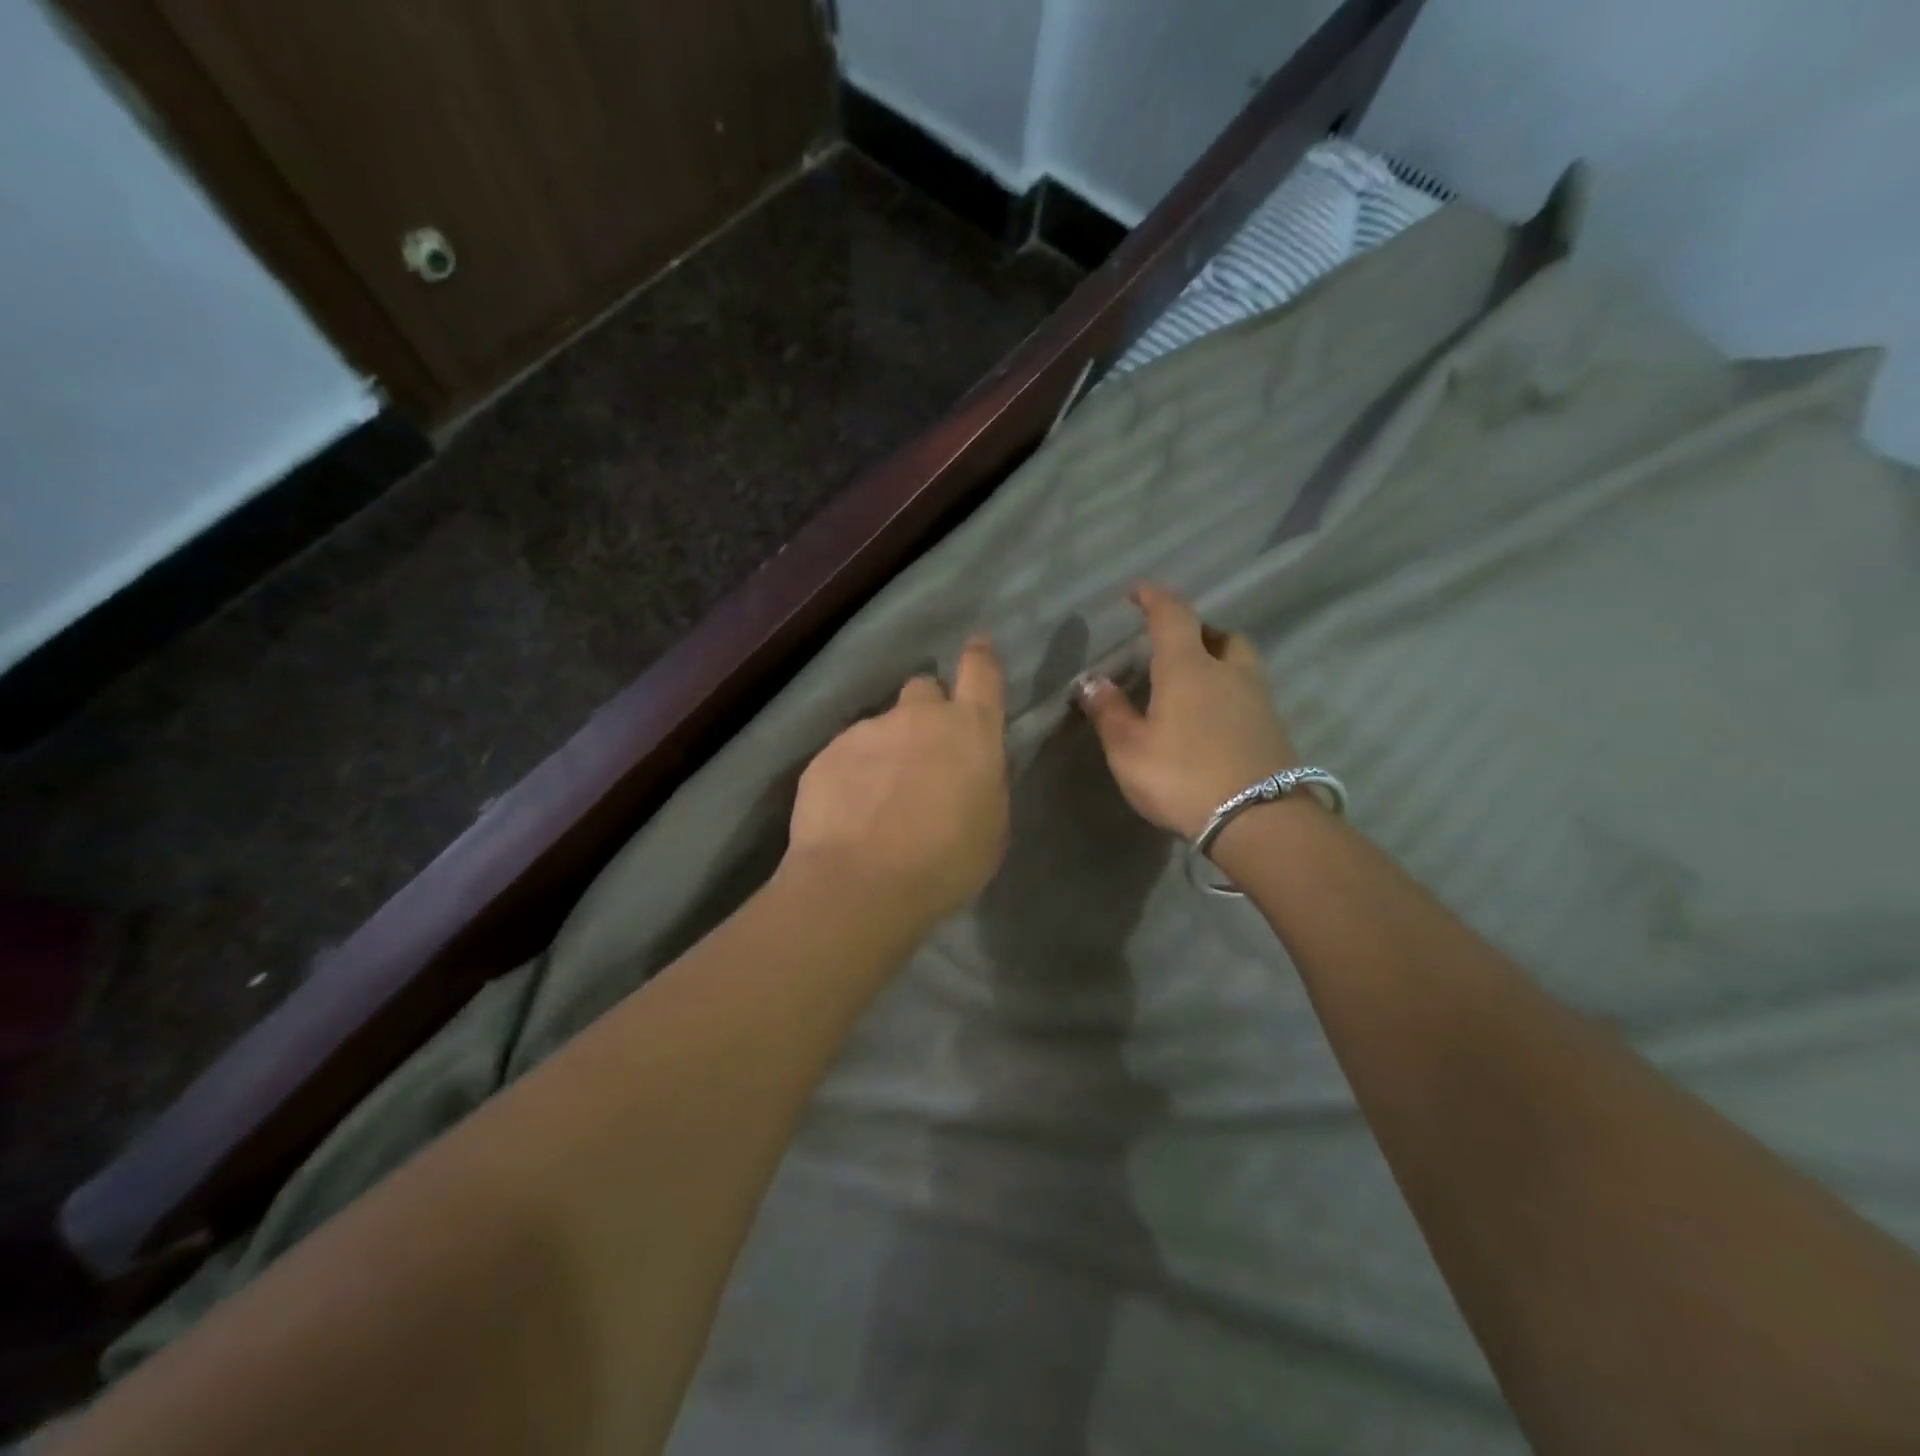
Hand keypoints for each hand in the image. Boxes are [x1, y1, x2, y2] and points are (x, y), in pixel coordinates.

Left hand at [785, 635, 1009, 925]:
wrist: (860, 884)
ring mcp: (867, 731)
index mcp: (969, 731)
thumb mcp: (991, 826)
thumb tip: (969, 767)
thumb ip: (983, 782)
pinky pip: (846, 755)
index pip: (981, 671)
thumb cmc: (945, 862)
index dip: (980, 656)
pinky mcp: (826, 754)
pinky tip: (849, 814)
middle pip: (924, 689)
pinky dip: (852, 776)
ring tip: (879, 801)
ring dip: (886, 752)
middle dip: (927, 712)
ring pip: (882, 728)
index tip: (978, 646)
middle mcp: (918, 717)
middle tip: (923, 754)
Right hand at [1077, 585, 1299, 839]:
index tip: (1138, 591)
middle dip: (1197, 630)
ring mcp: (1259, 699)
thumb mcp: (1129, 749)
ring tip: (1195, 682)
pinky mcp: (1274, 727)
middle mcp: (1229, 672)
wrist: (1259, 820)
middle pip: (1219, 633)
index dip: (1155, 598)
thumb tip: (1090, 680)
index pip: (1173, 615)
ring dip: (1218, 659)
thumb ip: (1109, 712)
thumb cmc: (1182, 777)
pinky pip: (1250, 692)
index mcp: (1189, 667)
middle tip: (1174, 645)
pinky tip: (1214, 718)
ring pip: (1240, 662)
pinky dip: (1230, 691)